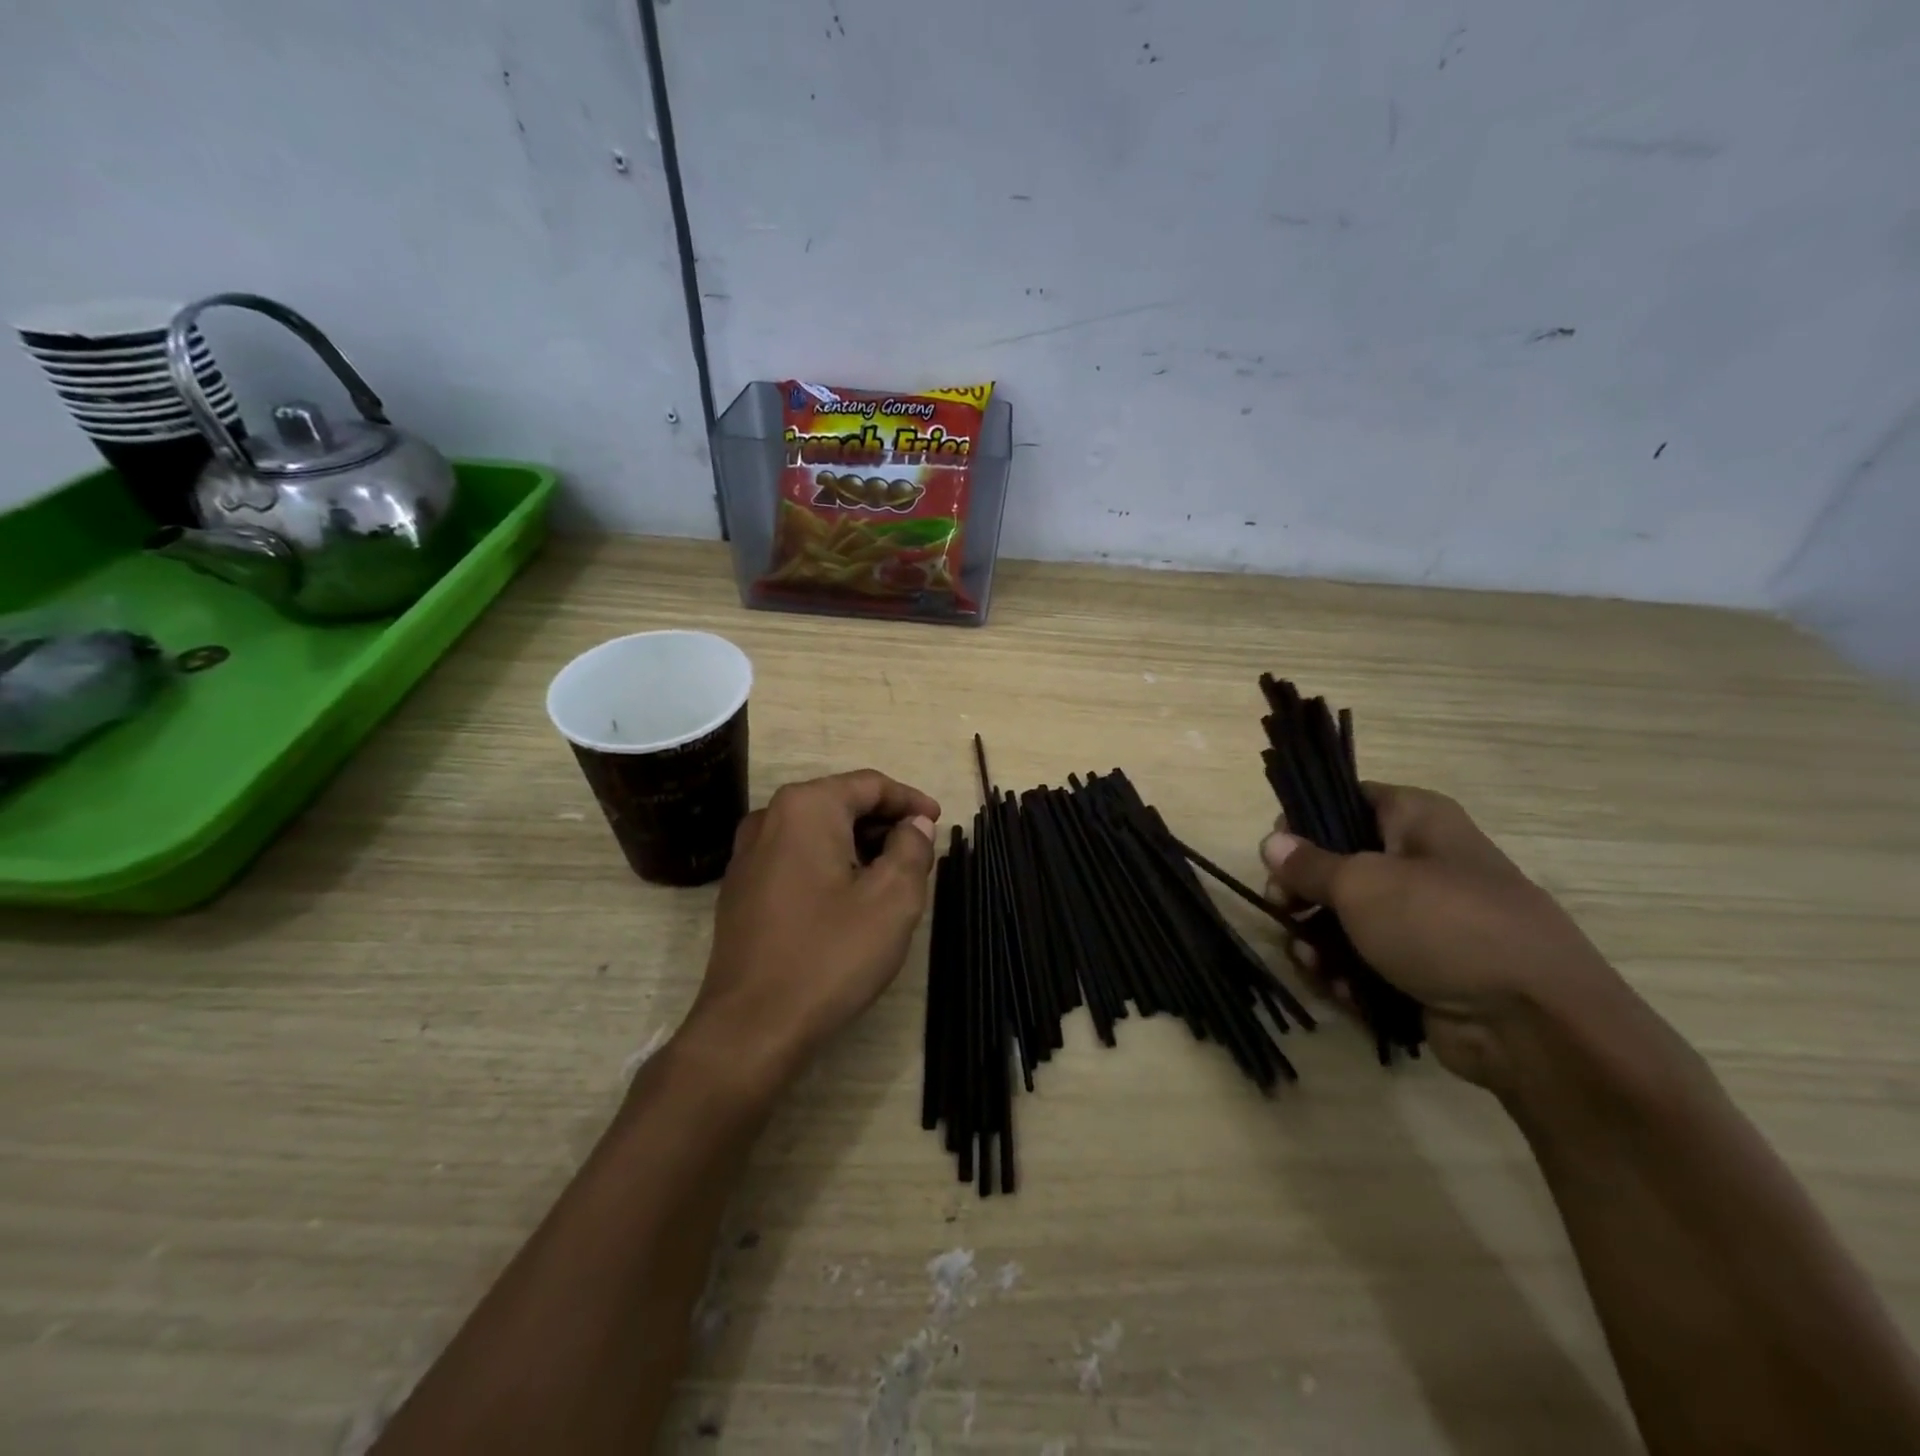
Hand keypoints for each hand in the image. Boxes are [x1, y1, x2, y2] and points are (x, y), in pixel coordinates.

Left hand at [686, 770, 940, 1089]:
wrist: (751, 1027)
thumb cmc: (829, 954)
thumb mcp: (892, 899)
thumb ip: (911, 848)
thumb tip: (914, 824)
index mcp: (805, 808)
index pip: (869, 785)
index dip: (910, 801)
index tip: (938, 822)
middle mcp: (769, 818)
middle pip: (841, 804)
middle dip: (884, 825)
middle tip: (919, 855)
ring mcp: (748, 855)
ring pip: (818, 833)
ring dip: (858, 847)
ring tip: (891, 878)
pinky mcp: (741, 889)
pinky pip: (796, 859)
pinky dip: (830, 865)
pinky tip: (849, 900)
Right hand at [1262, 783, 1622, 1092]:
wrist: (1536, 1026)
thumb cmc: (1443, 926)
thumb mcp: (1362, 884)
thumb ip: (1309, 864)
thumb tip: (1272, 842)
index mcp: (1417, 820)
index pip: (1347, 798)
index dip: (1305, 818)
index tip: (1276, 848)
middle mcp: (1421, 862)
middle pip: (1338, 863)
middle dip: (1302, 892)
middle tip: (1282, 910)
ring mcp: (1424, 919)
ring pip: (1346, 917)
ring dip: (1317, 939)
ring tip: (1311, 961)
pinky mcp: (1423, 968)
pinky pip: (1366, 959)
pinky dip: (1345, 972)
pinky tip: (1336, 988)